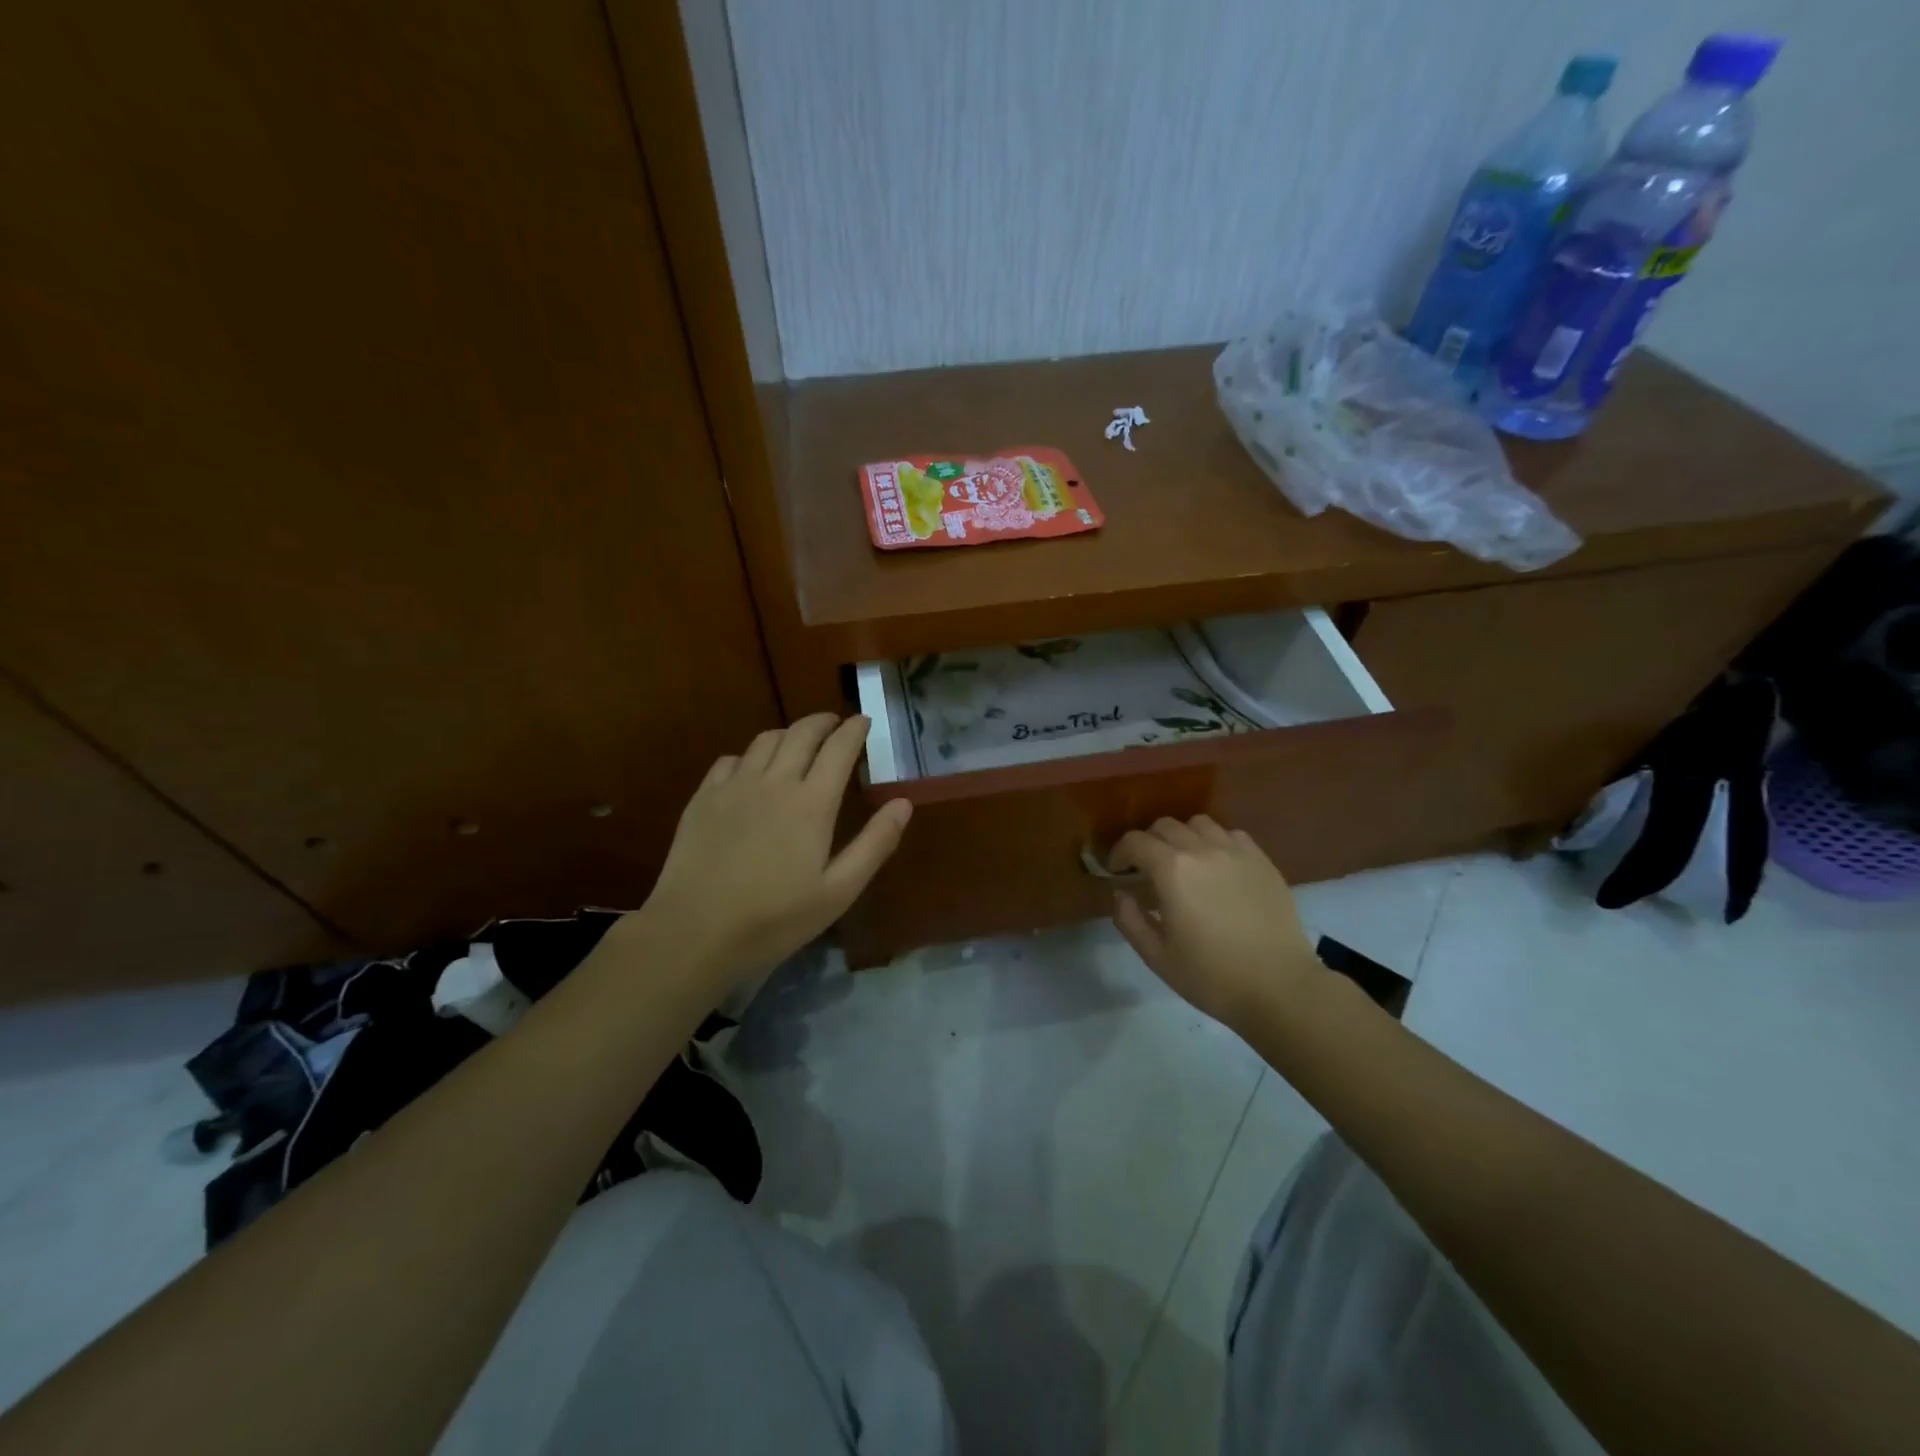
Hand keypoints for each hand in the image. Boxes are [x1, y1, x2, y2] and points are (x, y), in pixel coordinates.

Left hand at [635, 713, 910, 991]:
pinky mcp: (703, 798)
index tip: (864, 720)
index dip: (854, 730)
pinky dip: (750, 755)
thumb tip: (903, 803)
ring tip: (798, 742)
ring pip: (765, 740)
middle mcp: (775, 782)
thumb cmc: (775, 919)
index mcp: (812, 802)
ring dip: (788, 734)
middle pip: (802, 733)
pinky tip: (751, 770)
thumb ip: (874, 844)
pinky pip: (730, 759)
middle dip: (823, 722)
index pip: (839, 748)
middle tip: (835, 723)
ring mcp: (734, 786)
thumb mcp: (838, 891)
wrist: (695, 932)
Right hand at [1109, 816, 1323, 1031]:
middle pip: (1165, 826)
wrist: (1280, 987)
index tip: (1117, 871)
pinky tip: (1217, 866)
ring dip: (1182, 837)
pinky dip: (1215, 842)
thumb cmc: (1211, 976)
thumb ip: (1129, 919)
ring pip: (1199, 824)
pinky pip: (1231, 835)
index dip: (1119, 853)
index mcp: (1171, 869)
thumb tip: (1120, 893)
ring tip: (1183, 862)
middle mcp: (1202, 849)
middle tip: (1146, 869)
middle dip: (1148, 843)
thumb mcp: (1156, 956)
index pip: (1135, 842)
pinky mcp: (1262, 861)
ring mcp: (1236, 851)